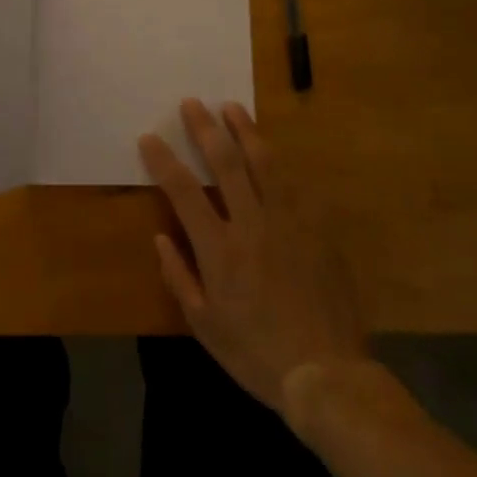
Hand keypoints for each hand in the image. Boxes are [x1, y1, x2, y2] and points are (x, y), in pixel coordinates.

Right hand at [139, 100, 368, 411]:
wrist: (327, 374)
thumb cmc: (256, 353)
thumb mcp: (204, 326)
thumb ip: (179, 277)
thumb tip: (160, 237)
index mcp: (219, 249)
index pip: (183, 190)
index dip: (163, 160)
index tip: (149, 137)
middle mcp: (251, 225)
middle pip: (224, 163)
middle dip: (204, 129)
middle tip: (192, 103)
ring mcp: (288, 223)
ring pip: (264, 164)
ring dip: (245, 131)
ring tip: (232, 107)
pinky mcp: (317, 230)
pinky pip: (296, 187)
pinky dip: (280, 165)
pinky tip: (272, 151)